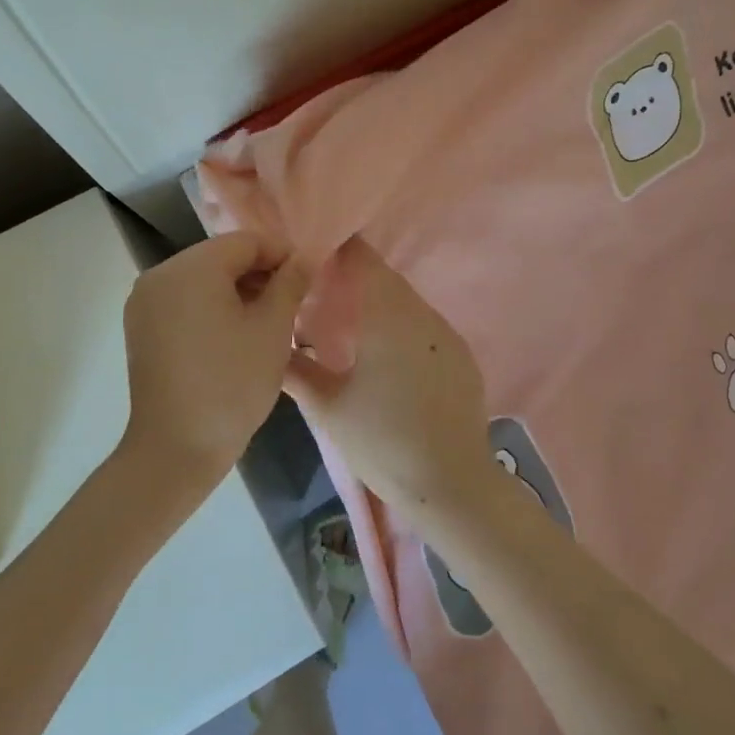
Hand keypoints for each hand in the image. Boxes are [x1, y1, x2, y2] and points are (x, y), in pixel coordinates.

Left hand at [121, 232, 308, 491]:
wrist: (175, 450)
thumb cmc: (231, 384)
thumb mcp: (272, 329)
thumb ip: (290, 283)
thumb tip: (304, 258)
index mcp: (191, 268)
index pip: (246, 242)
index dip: (282, 255)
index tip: (307, 280)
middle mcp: (160, 274)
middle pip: (221, 258)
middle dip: (259, 274)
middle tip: (291, 304)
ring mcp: (145, 302)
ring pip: (202, 280)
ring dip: (237, 292)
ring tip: (267, 322)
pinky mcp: (141, 328)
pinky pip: (184, 302)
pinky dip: (211, 308)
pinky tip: (234, 336)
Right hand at [283, 238, 493, 521]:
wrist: (452, 484)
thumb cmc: (382, 443)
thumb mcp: (328, 409)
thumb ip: (296, 370)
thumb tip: (272, 343)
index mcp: (388, 317)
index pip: (364, 261)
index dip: (340, 250)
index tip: (315, 253)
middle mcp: (421, 315)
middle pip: (386, 279)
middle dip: (356, 278)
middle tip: (322, 289)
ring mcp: (446, 334)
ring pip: (407, 302)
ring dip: (380, 303)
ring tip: (350, 323)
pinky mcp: (461, 355)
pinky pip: (425, 325)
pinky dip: (402, 325)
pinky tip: (387, 354)